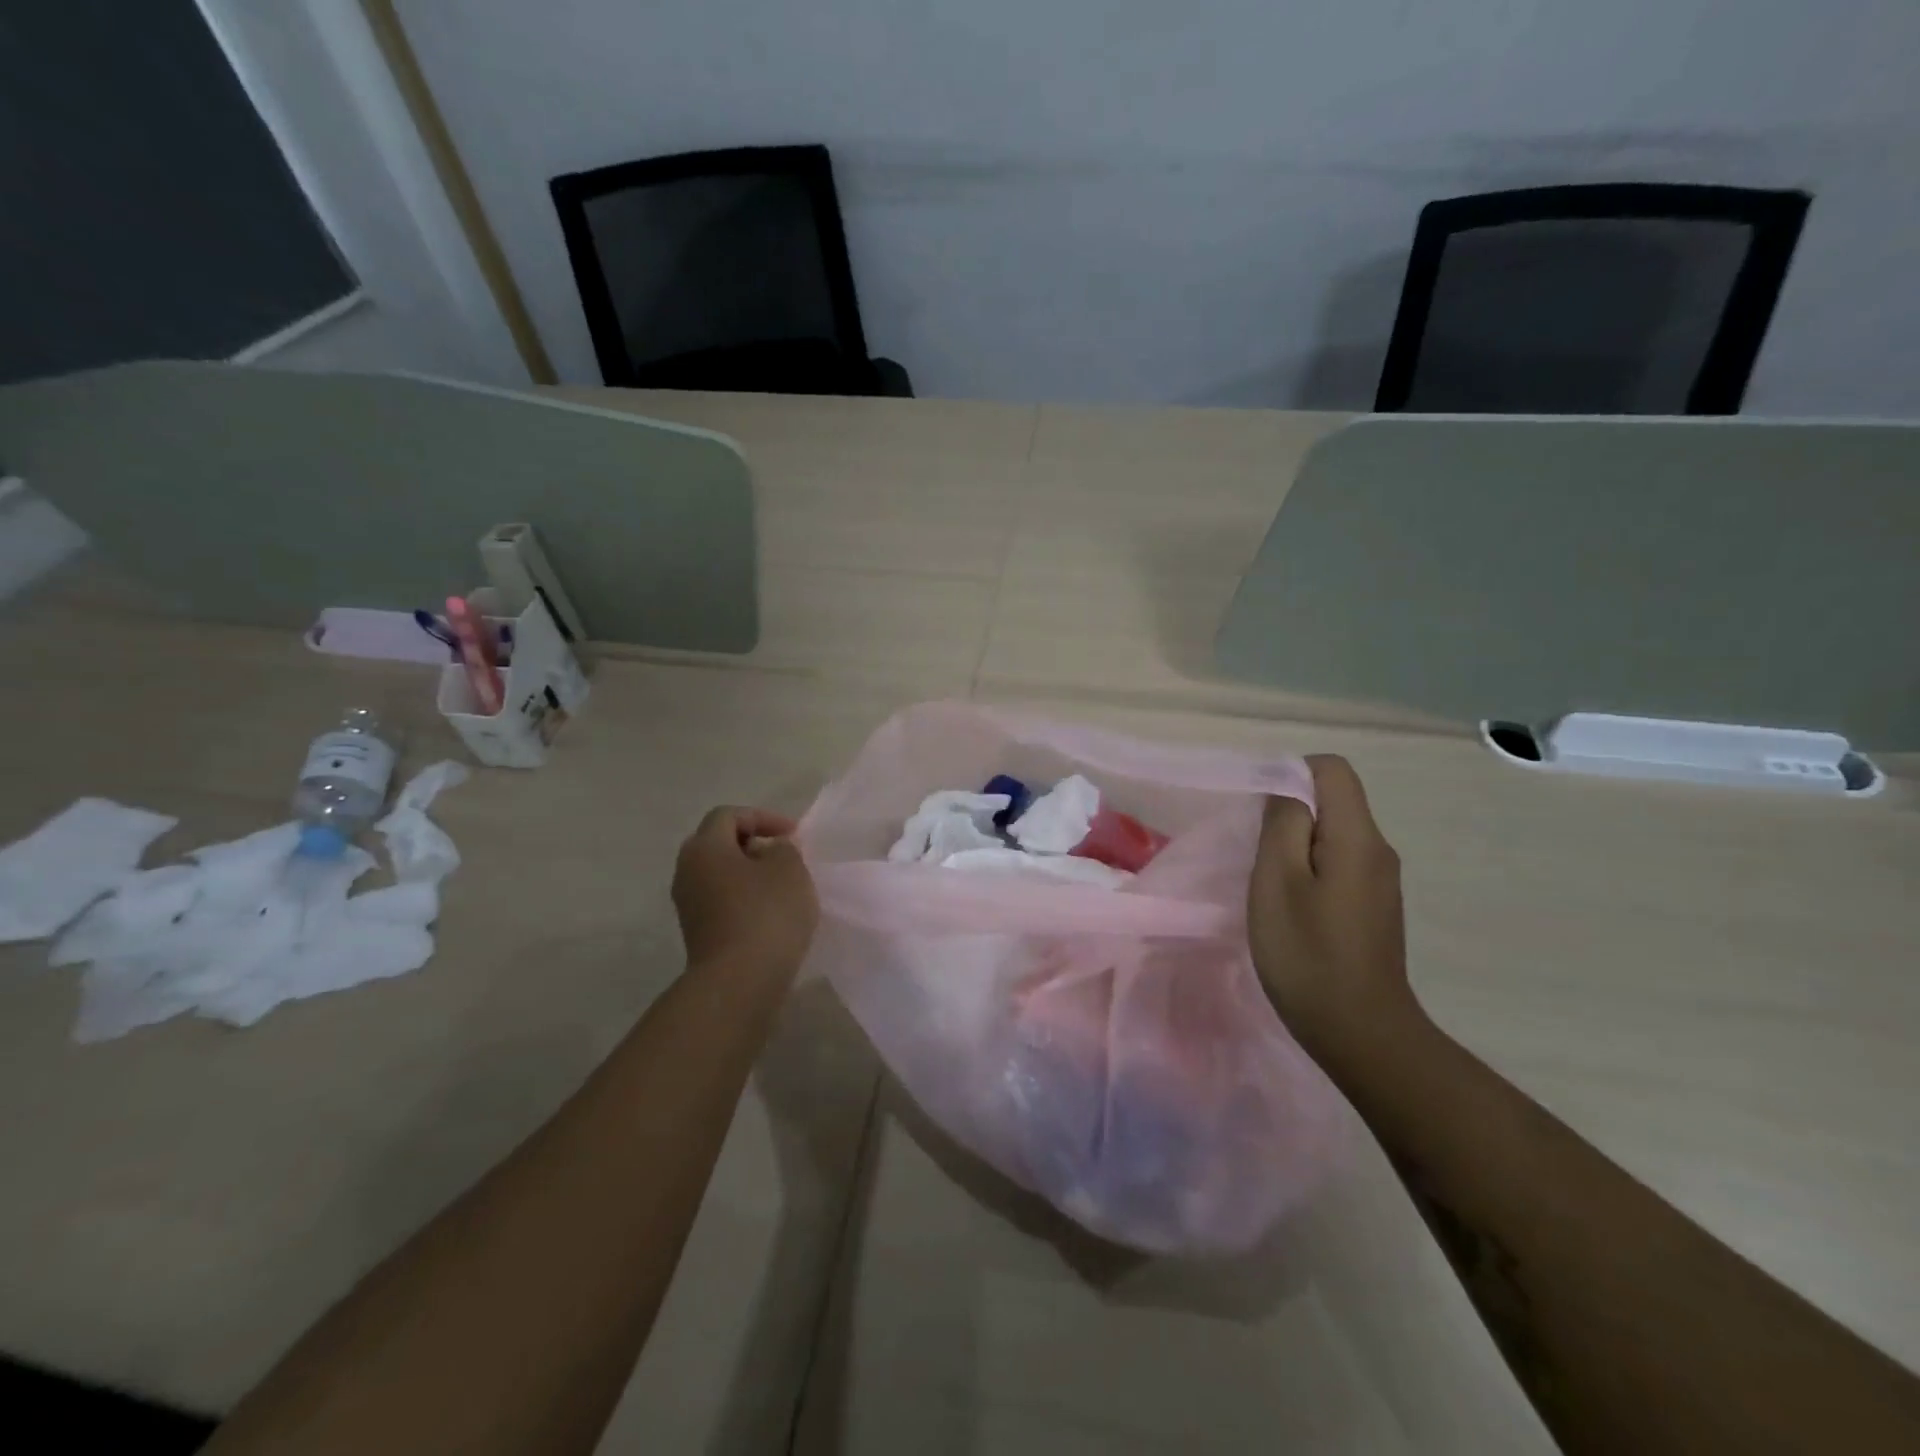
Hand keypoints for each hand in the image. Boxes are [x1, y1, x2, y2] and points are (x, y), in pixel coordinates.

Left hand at [672, 806, 818, 980]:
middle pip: (719, 843)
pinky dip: (744, 898)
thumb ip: (783, 848)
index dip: (763, 817)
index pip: (728, 815)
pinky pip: (721, 901)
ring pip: (720, 874)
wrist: (739, 982)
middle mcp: (687, 871)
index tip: (793, 834)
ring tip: (783, 885)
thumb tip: (770, 850)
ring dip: (750, 873)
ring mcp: (688, 905)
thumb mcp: (789, 868)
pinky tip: (771, 913)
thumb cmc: (766, 914)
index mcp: (704, 848)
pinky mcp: (697, 932)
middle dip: (753, 844)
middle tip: (784, 854)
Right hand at [1248, 755, 1424, 1062]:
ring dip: (1297, 845)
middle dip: (1290, 813)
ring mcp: (1380, 881)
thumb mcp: (1277, 881)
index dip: (1290, 774)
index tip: (1259, 812)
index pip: (1332, 769)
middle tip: (1256, 854)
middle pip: (1335, 800)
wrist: (1361, 1033)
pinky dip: (1310, 870)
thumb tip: (1286, 790)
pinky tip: (1291, 908)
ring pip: (1334, 834)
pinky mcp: (1374, 907)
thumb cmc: (1308, 954)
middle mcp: (1378, 850)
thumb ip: (1282, 824)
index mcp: (1358, 837)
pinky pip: (1339, 864)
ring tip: (1269, 884)